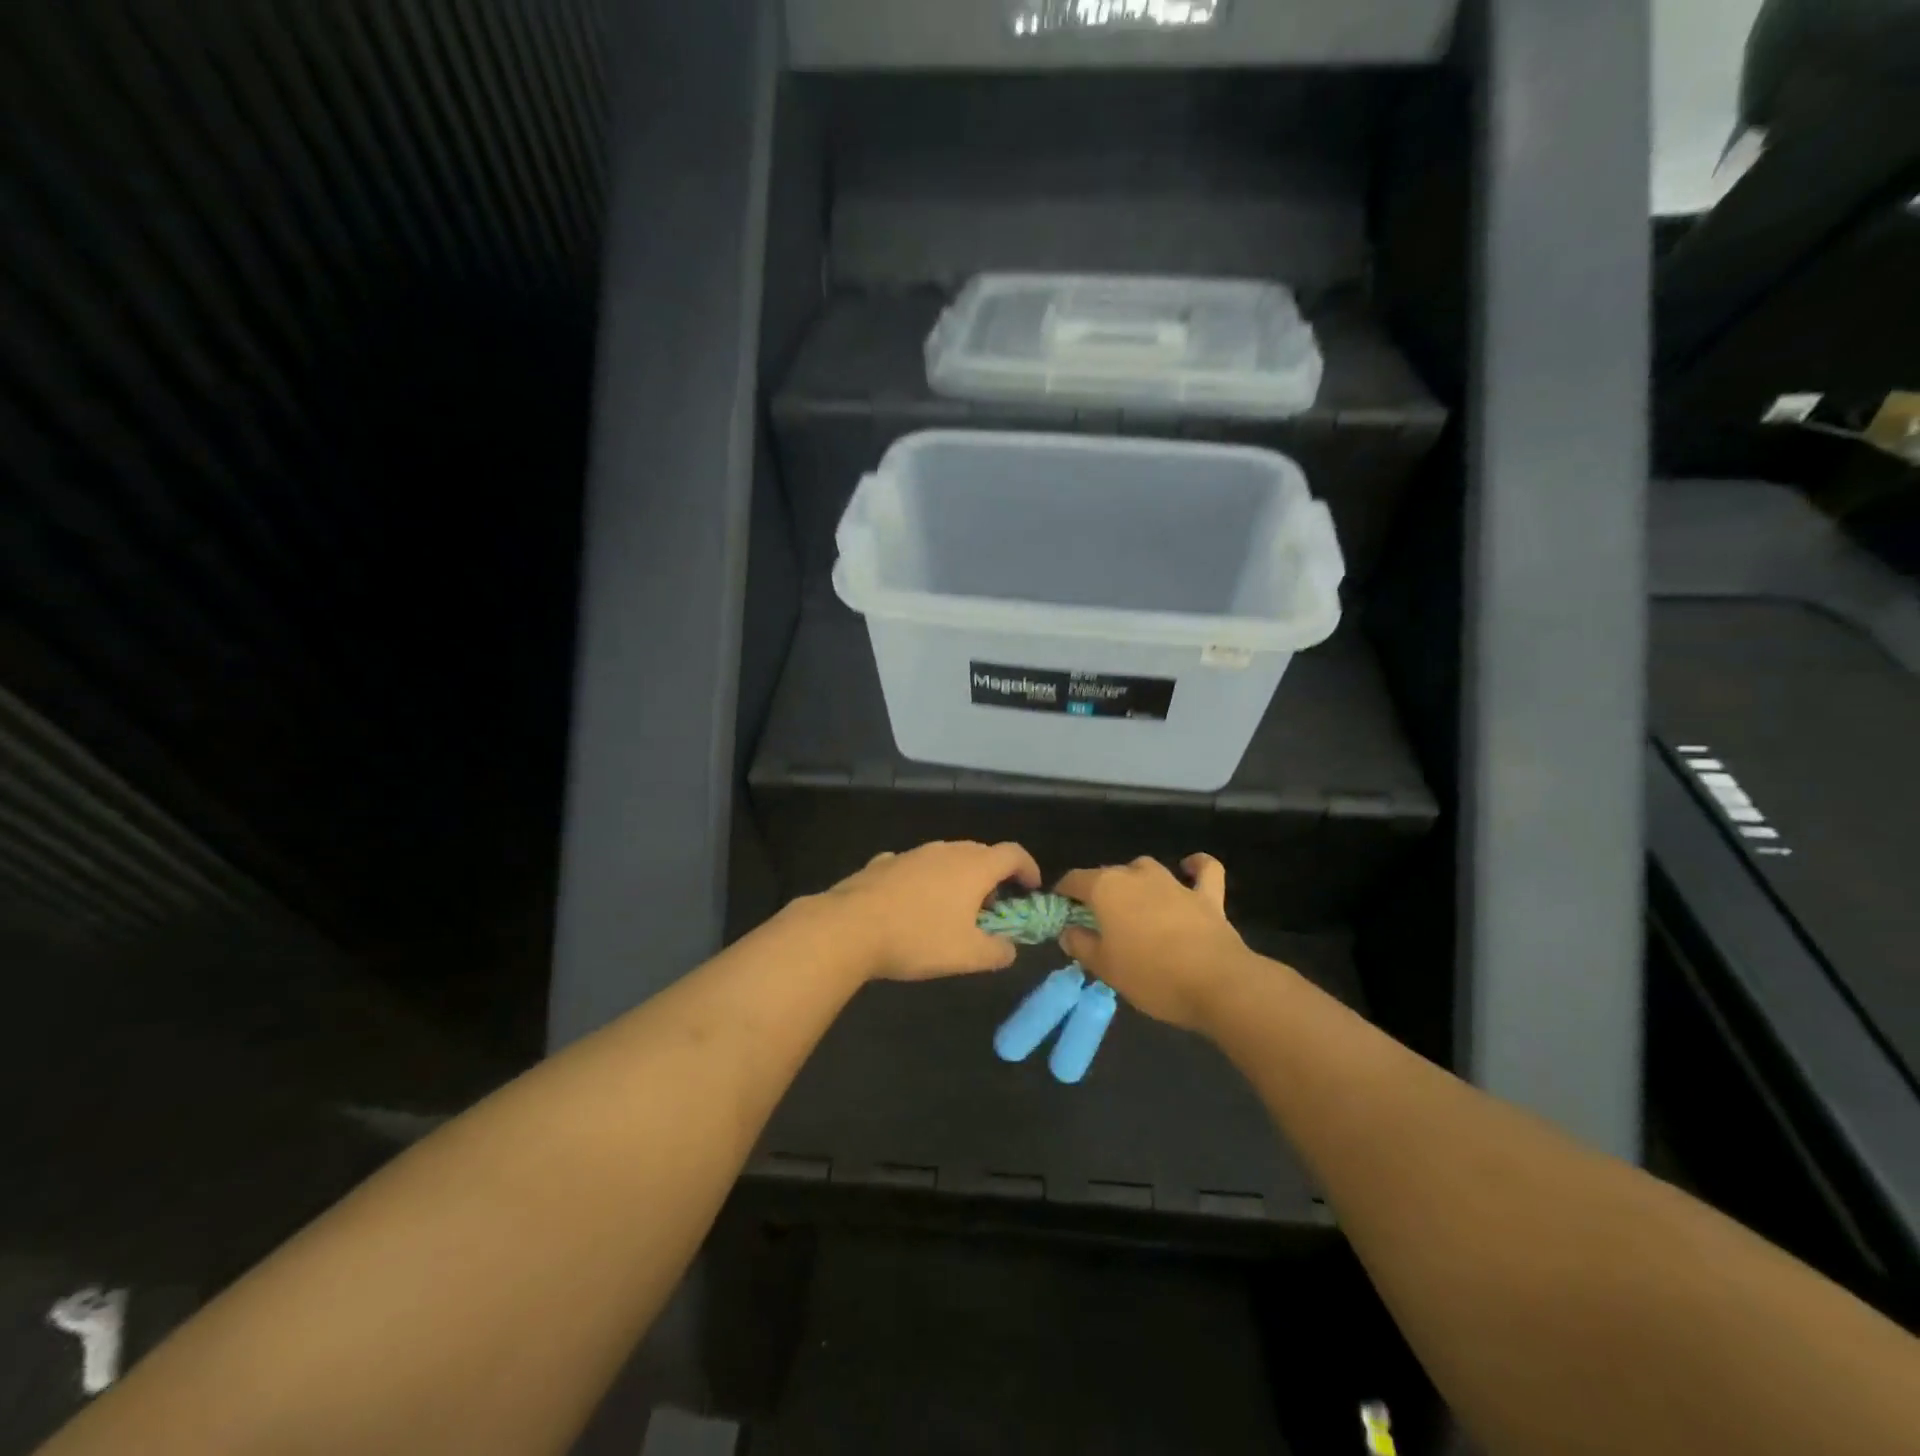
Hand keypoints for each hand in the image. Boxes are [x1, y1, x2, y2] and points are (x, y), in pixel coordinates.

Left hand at [818, 840, 1042, 981]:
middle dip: (992, 877)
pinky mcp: (883, 863)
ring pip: (946, 858)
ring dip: (957, 879)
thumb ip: (998, 952)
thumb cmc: (918, 938)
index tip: (1031, 889)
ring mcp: (912, 853)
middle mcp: (946, 850)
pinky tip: (912, 906)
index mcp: (974, 866)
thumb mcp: (968, 956)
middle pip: (980, 854)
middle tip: (992, 908)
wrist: (849, 927)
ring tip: (952, 910)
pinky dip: (924, 882)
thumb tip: (1009, 949)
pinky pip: (914, 868)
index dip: (1028, 868)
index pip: (1013, 853)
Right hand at [1055, 855, 1259, 1031]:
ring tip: (1134, 906)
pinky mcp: (1206, 895)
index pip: (1074, 880)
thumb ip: (1081, 945)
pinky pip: (1203, 870)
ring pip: (1146, 869)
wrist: (1217, 983)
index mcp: (1106, 888)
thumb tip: (1068, 932)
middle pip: (1108, 874)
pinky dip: (1195, 866)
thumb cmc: (1151, 976)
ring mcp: (1173, 882)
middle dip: (1099, 892)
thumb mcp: (1105, 968)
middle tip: (1097, 922)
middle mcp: (1136, 875)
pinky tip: (1189, 868)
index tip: (1061, 912)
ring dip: (1136, 881)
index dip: (1064, 894)